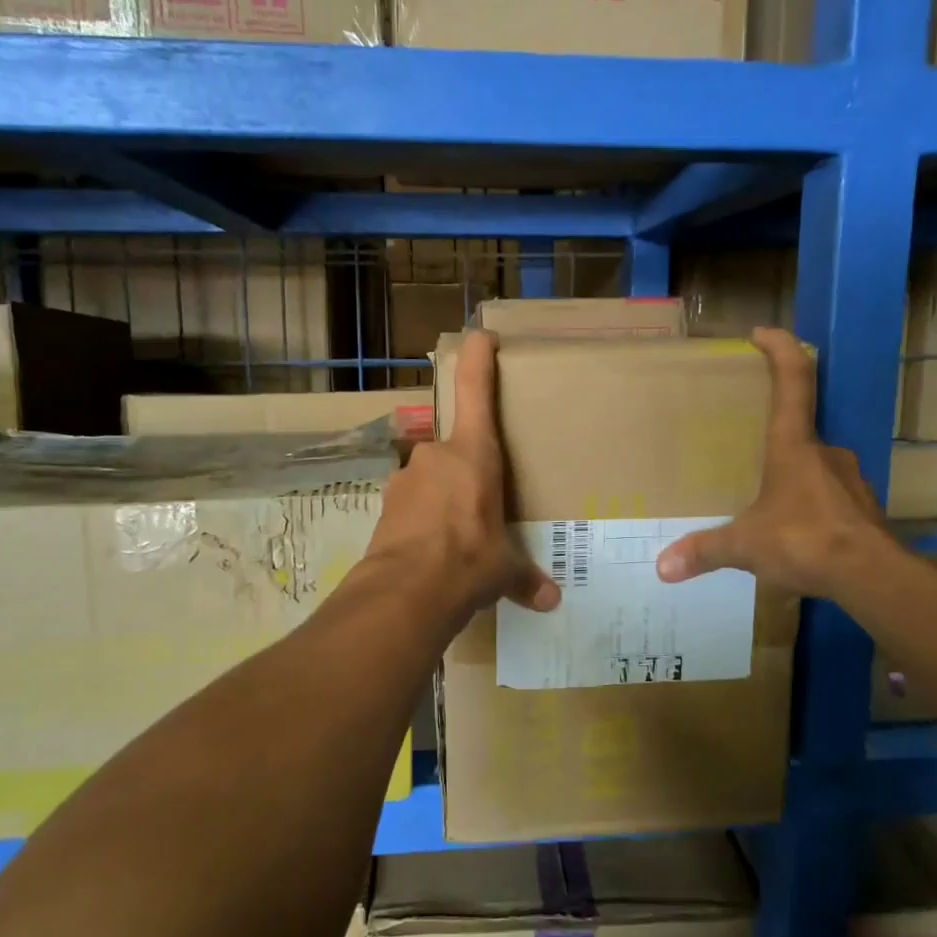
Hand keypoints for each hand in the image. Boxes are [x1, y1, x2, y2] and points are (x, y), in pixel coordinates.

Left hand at [365, 329, 560, 626]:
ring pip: (432, 478)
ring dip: (445, 498)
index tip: (481, 336)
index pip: (475, 389)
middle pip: (456, 448)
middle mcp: (436, 456)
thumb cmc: (468, 562)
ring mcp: (406, 478)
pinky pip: (413, 504)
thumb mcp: (502, 570)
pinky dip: (424, 520)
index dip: (477, 357)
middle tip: (485, 502)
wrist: (404, 593)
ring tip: (459, 535)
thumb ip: (524, 578)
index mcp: (473, 454)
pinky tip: (433, 550)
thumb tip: (551, 601)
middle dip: (469, 471)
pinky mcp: (385, 505)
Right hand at [656, 327, 892, 600]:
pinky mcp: (863, 509)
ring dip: (793, 475)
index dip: (780, 349)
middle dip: (775, 436)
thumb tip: (662, 568)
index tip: (762, 333)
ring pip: (816, 466)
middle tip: (749, 453)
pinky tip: (796, 531)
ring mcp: (849, 479)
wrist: (873, 577)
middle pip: (800, 427)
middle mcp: (826, 452)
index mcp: (793, 446)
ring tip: (768, 500)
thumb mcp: (746, 546)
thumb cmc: (804, 541)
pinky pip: (830, 496)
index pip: (793, 380)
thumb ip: (705, 551)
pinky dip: (811, 505)